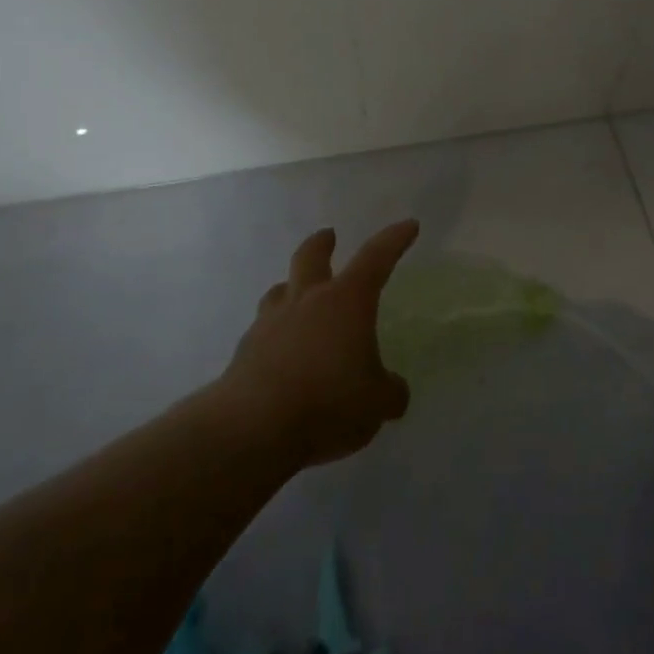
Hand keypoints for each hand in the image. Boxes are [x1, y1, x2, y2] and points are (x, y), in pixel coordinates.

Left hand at [218, 220, 417, 469]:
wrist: (253, 428)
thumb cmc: (328, 402)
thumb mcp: (376, 403)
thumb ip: (389, 392)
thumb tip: (394, 391)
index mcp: (347, 301)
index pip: (376, 257)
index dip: (394, 240)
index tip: (408, 226)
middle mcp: (307, 301)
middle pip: (311, 256)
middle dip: (323, 243)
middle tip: (329, 236)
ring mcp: (271, 323)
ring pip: (281, 290)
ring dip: (292, 286)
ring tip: (298, 295)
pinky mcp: (245, 351)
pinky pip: (263, 330)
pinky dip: (275, 334)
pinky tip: (281, 354)